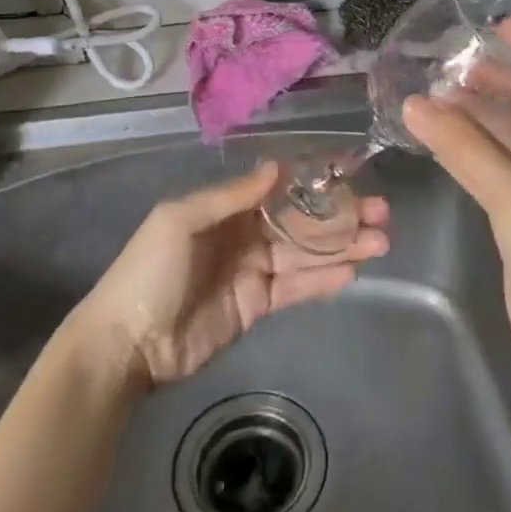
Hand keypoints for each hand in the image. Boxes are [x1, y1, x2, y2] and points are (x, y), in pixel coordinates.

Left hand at [64, 162, 388, 390]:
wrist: (128, 344)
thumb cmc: (150, 271)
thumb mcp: (181, 220)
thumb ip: (232, 196)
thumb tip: (277, 166)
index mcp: (226, 208)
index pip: (280, 190)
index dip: (315, 184)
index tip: (351, 176)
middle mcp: (245, 233)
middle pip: (301, 221)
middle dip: (340, 216)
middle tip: (382, 214)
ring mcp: (254, 270)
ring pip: (307, 254)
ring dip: (343, 247)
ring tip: (382, 241)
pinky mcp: (259, 305)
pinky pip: (298, 287)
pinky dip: (325, 279)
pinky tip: (354, 270)